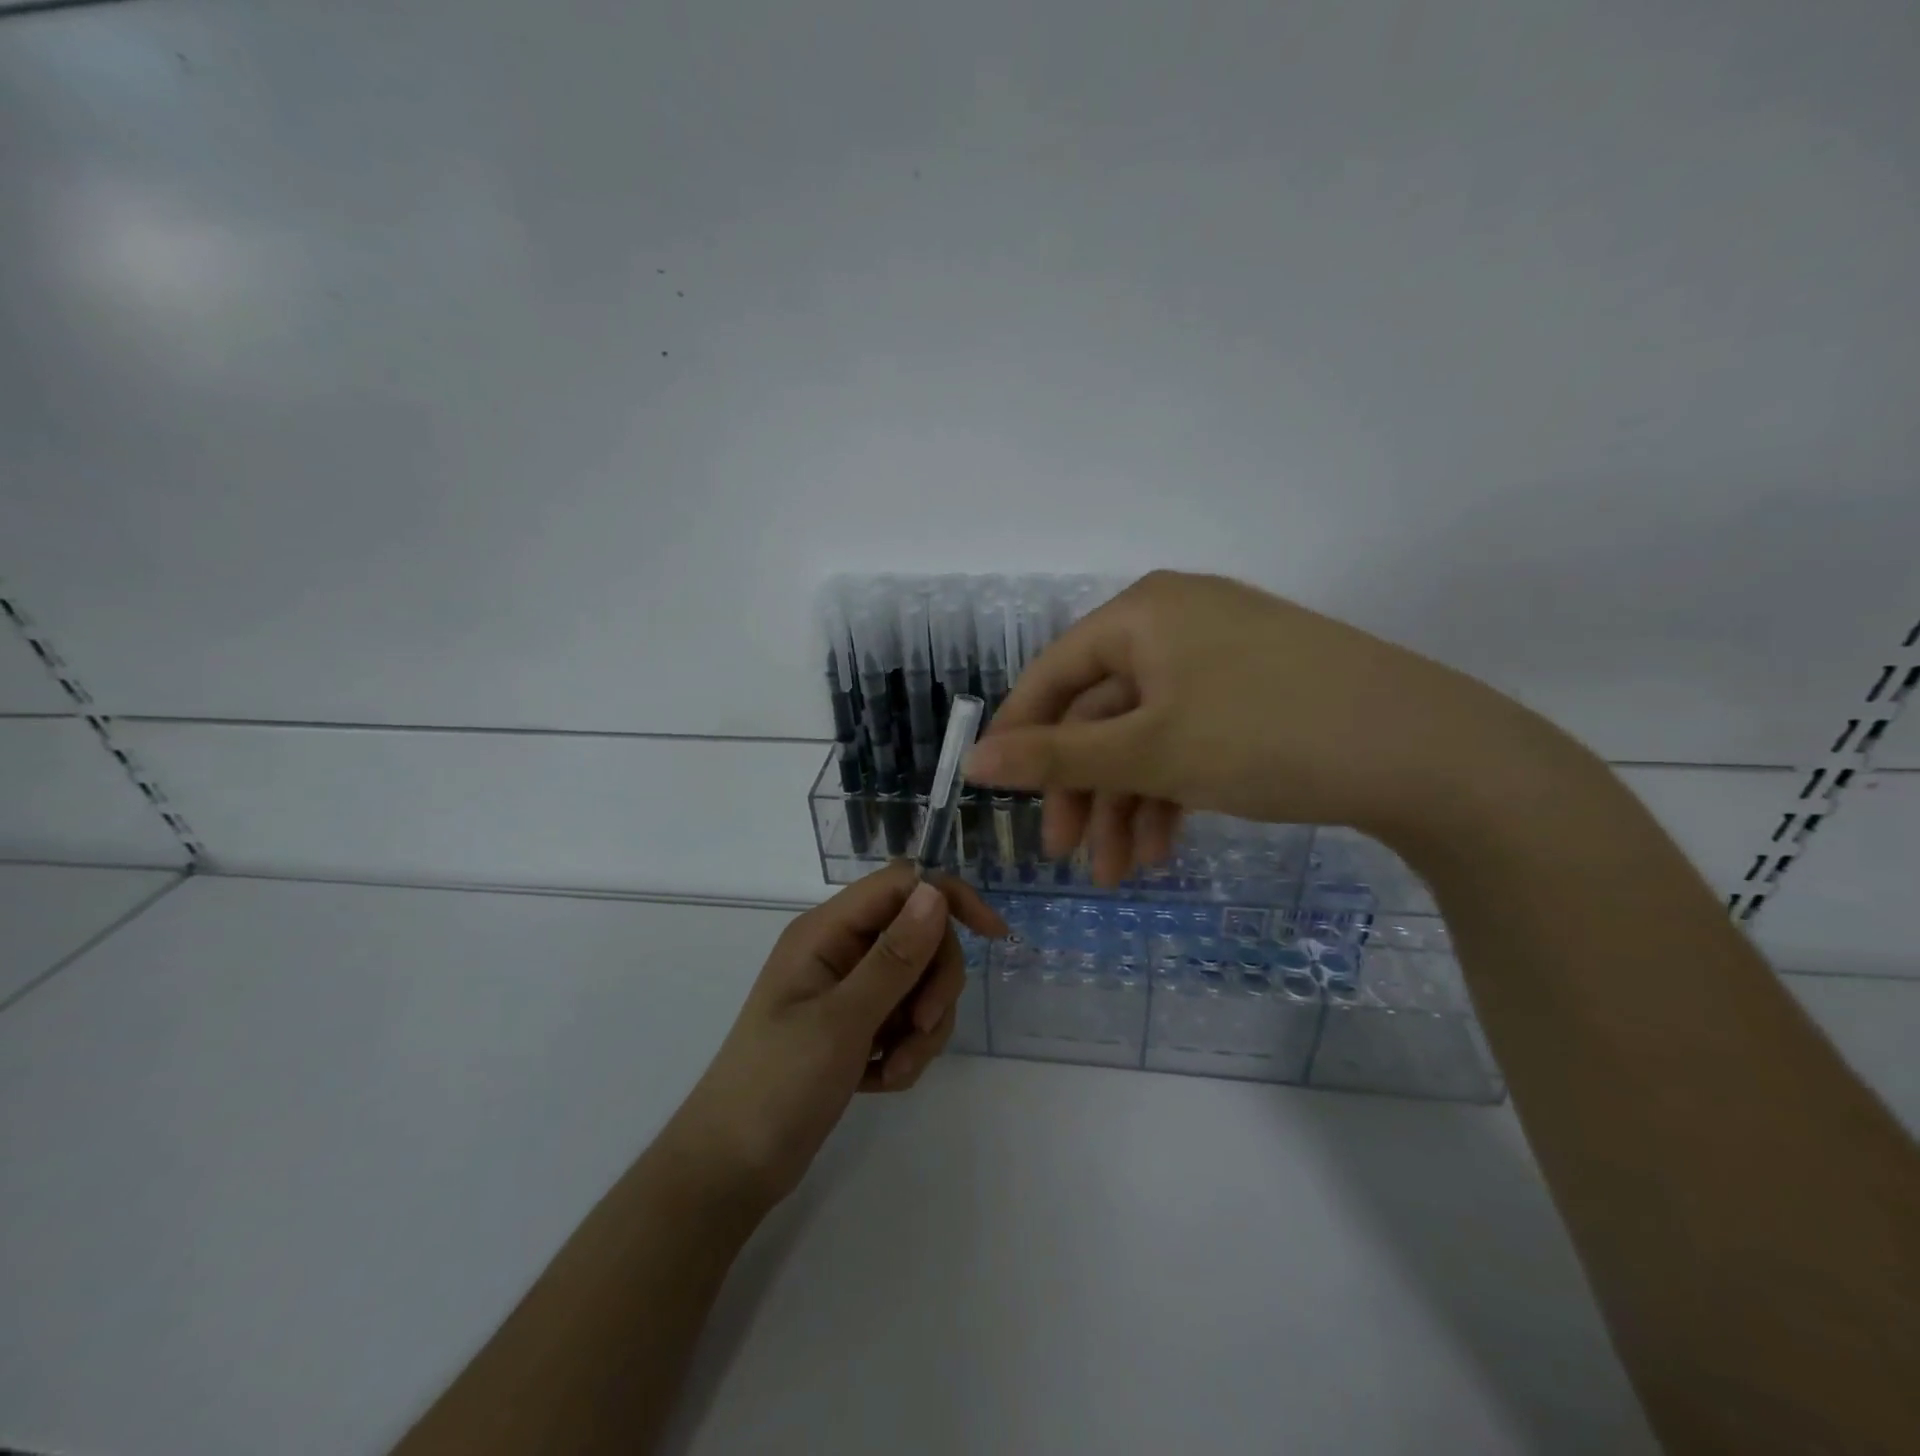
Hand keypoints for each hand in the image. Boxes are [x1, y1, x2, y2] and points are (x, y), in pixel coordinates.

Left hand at [662, 863, 1005, 1213]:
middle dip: (933, 985)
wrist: (731, 1169)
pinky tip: (880, 1081)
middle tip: (920, 1030)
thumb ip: (893, 957)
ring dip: (921, 1029)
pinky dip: (905, 1050)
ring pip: (918, 983)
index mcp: (827, 932)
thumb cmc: (777, 1086)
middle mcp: (840, 951)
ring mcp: (848, 990)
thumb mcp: (842, 1021)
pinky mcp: (856, 1026)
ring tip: (894, 1070)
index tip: (993, 936)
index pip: (902, 885)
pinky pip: (905, 1020)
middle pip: (919, 936)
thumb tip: (934, 892)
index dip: (949, 899)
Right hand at [964, 569, 1539, 883]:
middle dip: (1082, 789)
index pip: (1053, 673)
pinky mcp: (1255, 692)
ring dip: (1126, 804)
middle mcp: (1177, 622)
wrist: (1429, 754)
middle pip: (1101, 711)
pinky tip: (1164, 846)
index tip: (999, 795)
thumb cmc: (1267, 735)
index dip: (1020, 735)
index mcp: (1143, 613)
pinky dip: (1170, 791)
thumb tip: (973, 760)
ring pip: (1146, 734)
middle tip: (1067, 856)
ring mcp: (1220, 657)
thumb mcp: (1150, 750)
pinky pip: (1189, 737)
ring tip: (1122, 873)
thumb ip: (1055, 756)